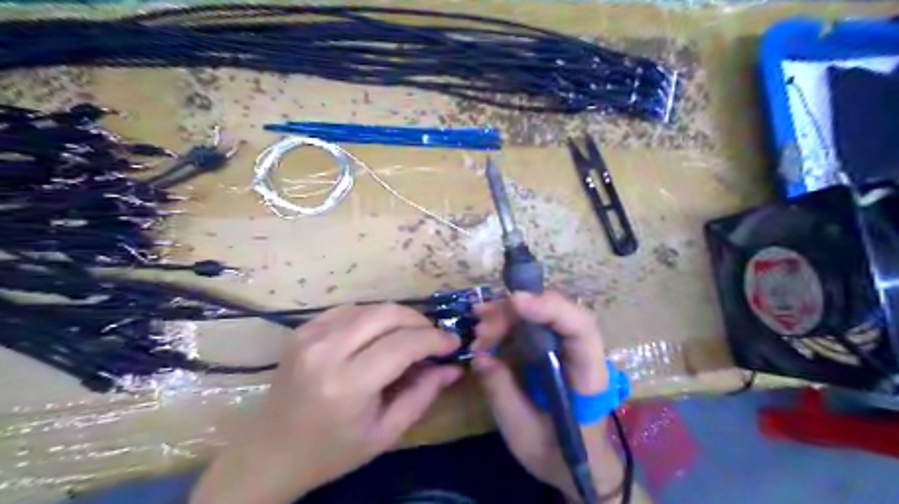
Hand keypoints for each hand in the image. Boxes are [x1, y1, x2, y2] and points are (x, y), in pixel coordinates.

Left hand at [196, 302, 462, 503]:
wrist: (269, 453)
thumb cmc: (331, 451)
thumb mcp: (385, 433)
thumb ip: (422, 395)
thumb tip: (453, 367)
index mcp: (348, 383)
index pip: (404, 343)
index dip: (435, 339)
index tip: (454, 343)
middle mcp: (327, 350)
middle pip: (388, 314)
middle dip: (420, 321)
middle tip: (434, 338)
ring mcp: (310, 335)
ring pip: (370, 307)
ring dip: (398, 317)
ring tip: (412, 336)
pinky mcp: (302, 329)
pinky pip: (349, 309)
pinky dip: (372, 316)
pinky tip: (380, 333)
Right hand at [473, 292, 623, 498]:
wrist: (576, 463)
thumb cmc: (557, 453)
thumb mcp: (523, 431)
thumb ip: (502, 392)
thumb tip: (479, 356)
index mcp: (588, 375)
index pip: (580, 328)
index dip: (551, 308)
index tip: (515, 301)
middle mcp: (581, 351)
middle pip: (556, 312)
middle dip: (515, 313)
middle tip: (481, 329)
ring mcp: (566, 346)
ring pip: (541, 313)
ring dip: (507, 314)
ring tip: (479, 328)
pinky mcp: (551, 347)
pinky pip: (531, 323)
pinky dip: (506, 321)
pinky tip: (485, 328)